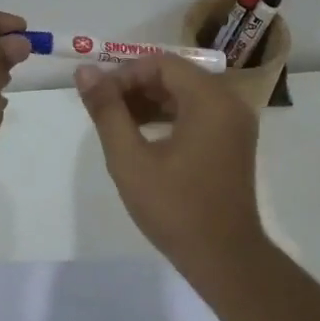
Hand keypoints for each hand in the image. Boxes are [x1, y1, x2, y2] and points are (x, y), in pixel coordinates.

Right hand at [75, 55, 266, 274]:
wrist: (224, 257)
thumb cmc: (175, 208)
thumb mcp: (130, 159)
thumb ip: (107, 111)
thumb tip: (84, 72)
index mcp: (210, 99)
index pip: (160, 64)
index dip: (123, 74)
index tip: (97, 97)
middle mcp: (229, 101)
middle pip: (175, 75)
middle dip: (135, 86)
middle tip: (102, 109)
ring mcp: (235, 122)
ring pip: (185, 93)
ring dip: (149, 101)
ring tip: (117, 123)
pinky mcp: (233, 140)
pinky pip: (197, 112)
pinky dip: (168, 116)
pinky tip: (142, 135)